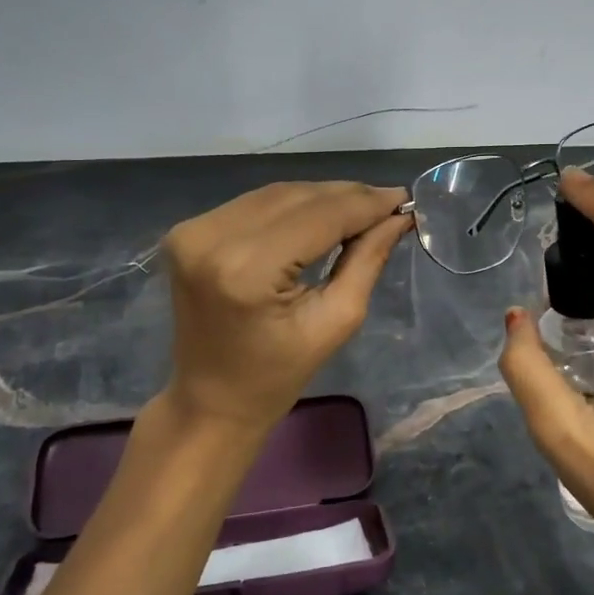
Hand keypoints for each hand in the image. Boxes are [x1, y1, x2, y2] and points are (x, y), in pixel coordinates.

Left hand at [159, 181, 409, 434]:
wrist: (209, 401)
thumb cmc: (277, 376)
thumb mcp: (336, 321)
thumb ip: (367, 259)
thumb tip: (398, 216)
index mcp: (247, 269)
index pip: (320, 216)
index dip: (365, 204)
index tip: (404, 199)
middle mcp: (213, 238)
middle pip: (298, 197)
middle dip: (348, 197)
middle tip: (390, 203)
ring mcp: (195, 230)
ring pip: (278, 194)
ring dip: (323, 197)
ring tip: (362, 208)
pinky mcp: (188, 230)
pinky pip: (255, 203)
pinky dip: (293, 205)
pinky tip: (321, 215)